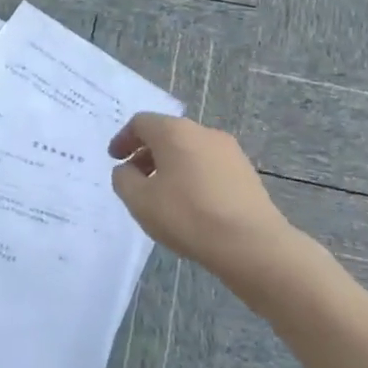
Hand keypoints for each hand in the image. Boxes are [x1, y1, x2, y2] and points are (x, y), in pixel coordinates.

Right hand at [108, 113, 296, 283]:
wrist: (252, 244)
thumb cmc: (188, 216)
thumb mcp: (139, 201)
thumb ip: (123, 179)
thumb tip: (128, 170)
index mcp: (174, 132)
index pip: (141, 122)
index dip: (123, 139)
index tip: (115, 160)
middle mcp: (203, 132)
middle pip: (167, 134)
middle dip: (146, 153)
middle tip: (135, 179)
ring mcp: (229, 151)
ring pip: (190, 150)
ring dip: (170, 166)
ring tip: (163, 196)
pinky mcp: (246, 172)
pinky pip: (209, 166)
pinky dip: (192, 176)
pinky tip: (191, 205)